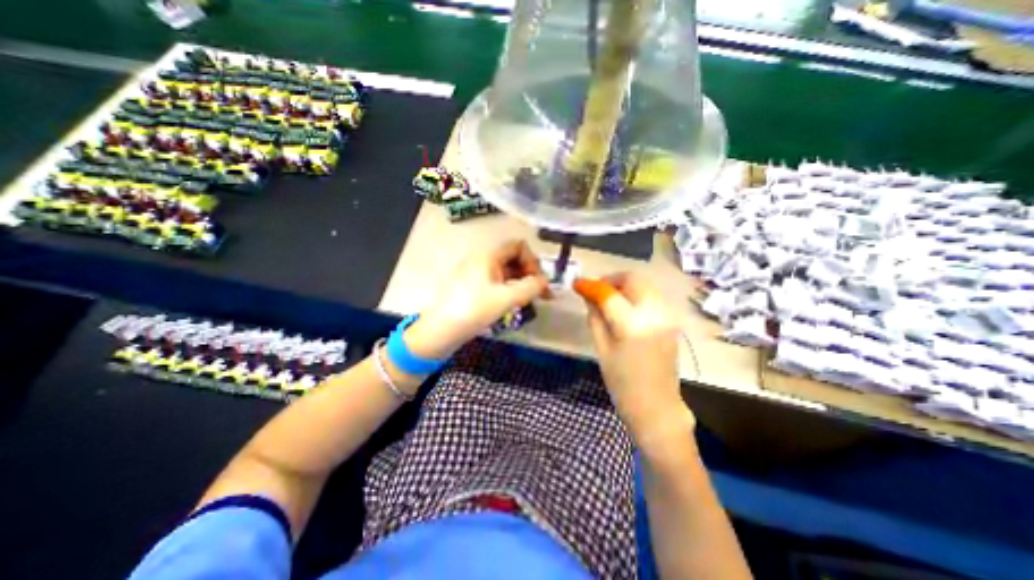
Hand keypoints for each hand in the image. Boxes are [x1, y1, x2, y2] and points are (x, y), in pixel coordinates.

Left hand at [404, 238, 547, 357]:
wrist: (441, 330)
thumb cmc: (474, 310)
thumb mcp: (506, 298)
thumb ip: (531, 287)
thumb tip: (545, 282)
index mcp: (488, 255)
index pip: (518, 246)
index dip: (532, 261)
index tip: (538, 282)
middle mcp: (482, 259)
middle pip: (513, 258)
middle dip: (530, 274)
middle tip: (540, 294)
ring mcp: (476, 273)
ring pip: (506, 272)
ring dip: (521, 284)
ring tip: (529, 302)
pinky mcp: (473, 287)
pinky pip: (497, 282)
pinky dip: (509, 290)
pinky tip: (513, 305)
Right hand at [577, 275, 689, 440]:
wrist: (656, 406)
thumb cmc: (622, 383)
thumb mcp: (601, 349)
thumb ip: (595, 317)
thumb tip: (588, 296)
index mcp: (632, 325)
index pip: (609, 294)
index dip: (591, 285)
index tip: (577, 284)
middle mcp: (654, 314)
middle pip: (633, 279)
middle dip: (611, 280)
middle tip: (596, 291)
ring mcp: (667, 316)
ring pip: (645, 284)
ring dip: (624, 285)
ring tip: (609, 299)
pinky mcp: (672, 321)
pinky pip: (652, 296)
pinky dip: (636, 294)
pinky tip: (625, 308)